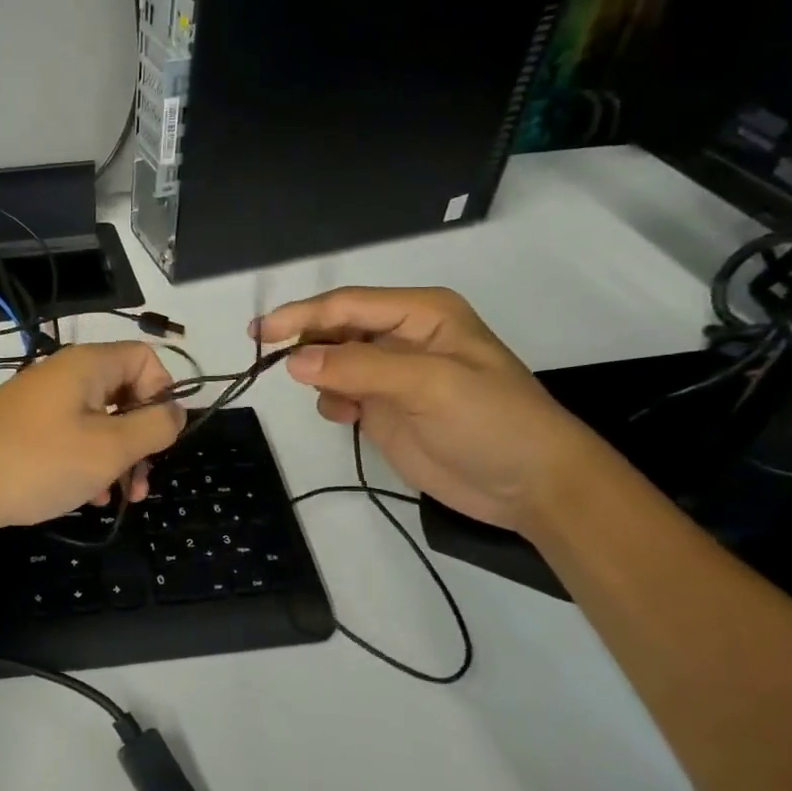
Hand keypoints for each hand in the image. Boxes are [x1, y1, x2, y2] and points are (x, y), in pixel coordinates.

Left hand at [0, 342, 184, 537]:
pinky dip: (86, 463)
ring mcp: (41, 401)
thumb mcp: (109, 448)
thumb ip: (153, 427)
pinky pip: (71, 437)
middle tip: (140, 483)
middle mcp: (65, 374)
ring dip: (116, 458)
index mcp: (89, 366)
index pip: (146, 360)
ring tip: (116, 499)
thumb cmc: (39, 461)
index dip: (163, 395)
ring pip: (99, 421)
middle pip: (124, 394)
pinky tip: (85, 498)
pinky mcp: (24, 428)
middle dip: (141, 439)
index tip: (161, 438)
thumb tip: (176, 411)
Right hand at [254, 287, 611, 534]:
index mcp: (421, 314)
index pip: (347, 304)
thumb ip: (359, 369)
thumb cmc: (492, 421)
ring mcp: (393, 374)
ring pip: (332, 361)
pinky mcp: (386, 408)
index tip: (259, 333)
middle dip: (305, 341)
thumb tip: (293, 361)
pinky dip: (331, 401)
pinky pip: (340, 393)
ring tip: (327, 398)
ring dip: (318, 375)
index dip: (301, 315)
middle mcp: (403, 336)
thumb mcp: (430, 386)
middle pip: (336, 328)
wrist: (531, 486)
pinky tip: (344, 417)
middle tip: (264, 357)